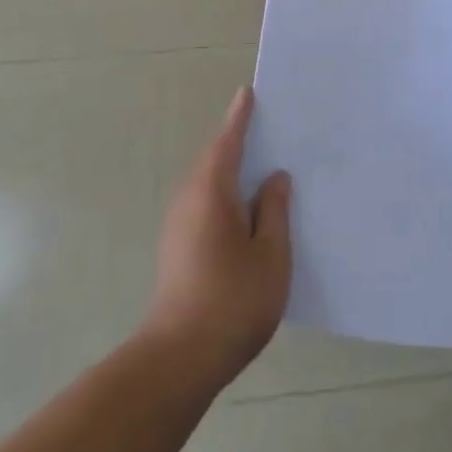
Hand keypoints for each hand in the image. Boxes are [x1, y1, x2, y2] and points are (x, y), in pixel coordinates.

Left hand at [144, 87, 291, 390]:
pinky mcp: (177, 248)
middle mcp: (189, 200)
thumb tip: (274, 178)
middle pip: (214, 160)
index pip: (227, 142)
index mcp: (211, 192)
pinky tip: (246, 212)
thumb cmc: (233, 300)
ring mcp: (178, 225)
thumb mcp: (271, 254)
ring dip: (230, 171)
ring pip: (208, 184)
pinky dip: (224, 195)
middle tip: (267, 129)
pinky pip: (204, 204)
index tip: (248, 93)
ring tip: (262, 168)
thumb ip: (275, 211)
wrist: (179, 358)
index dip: (240, 118)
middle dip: (236, 142)